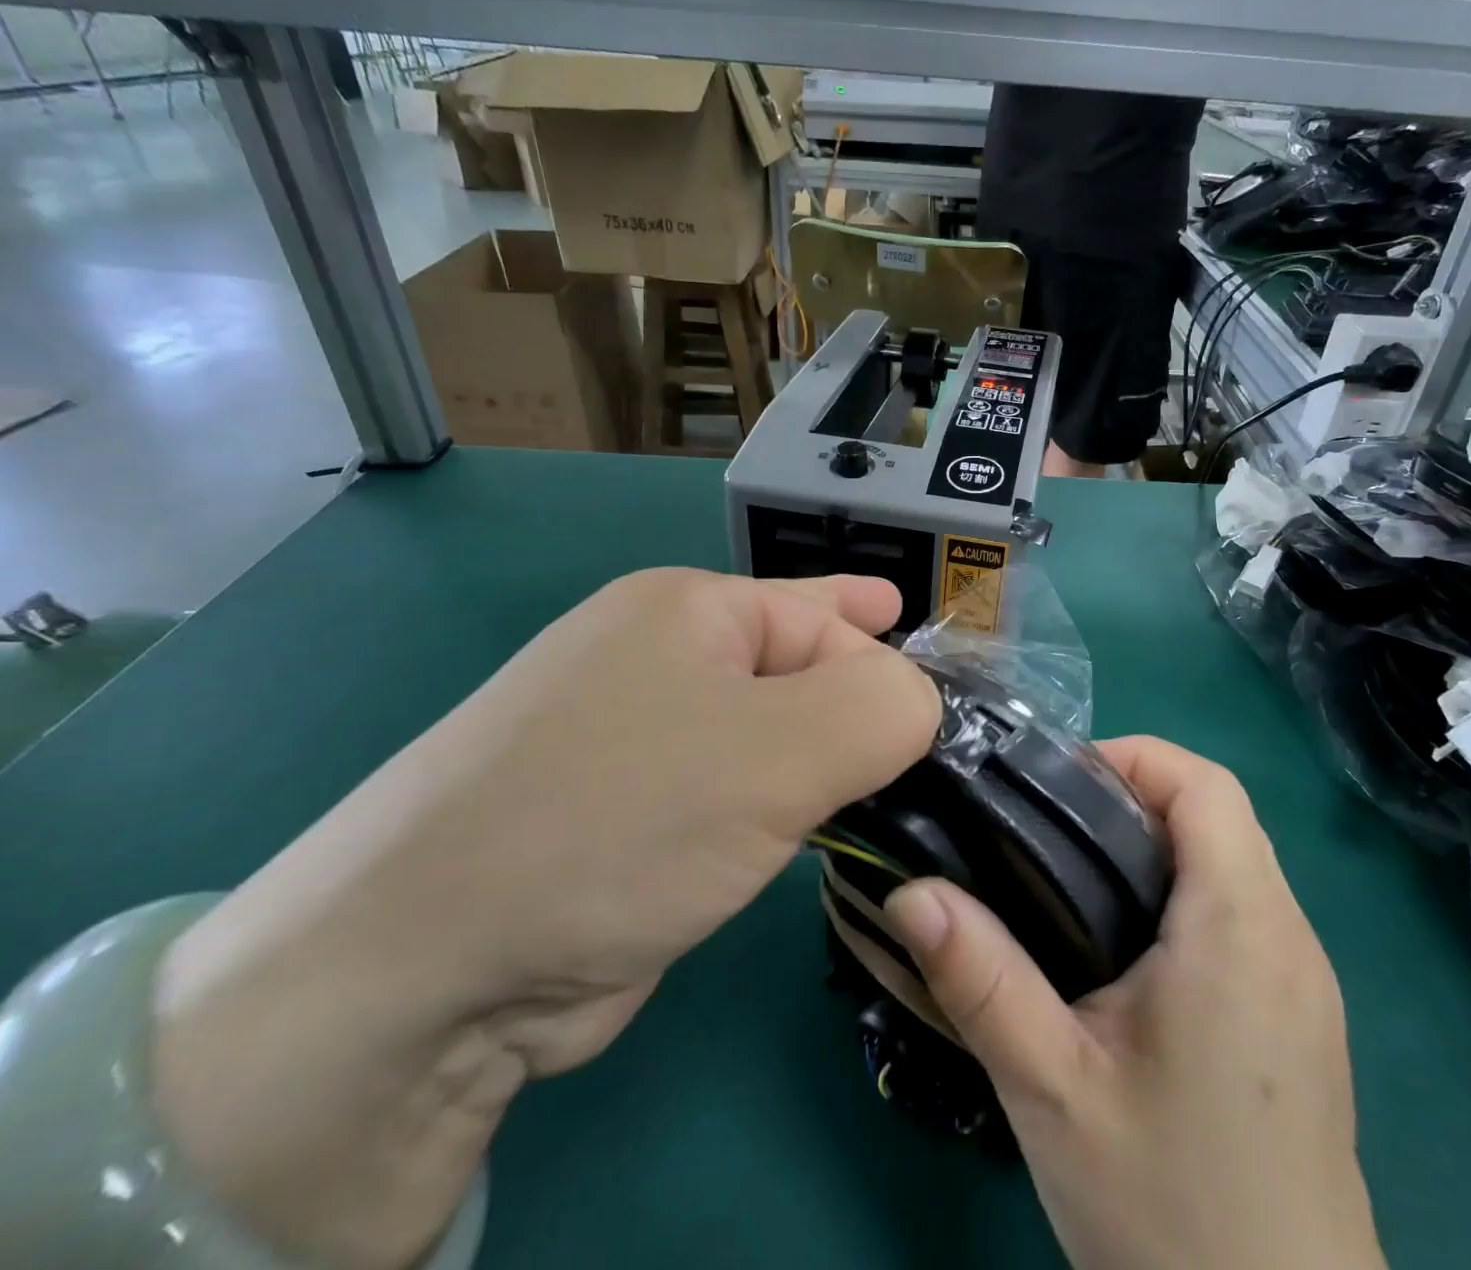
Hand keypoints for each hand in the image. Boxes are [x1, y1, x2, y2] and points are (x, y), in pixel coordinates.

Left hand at [153, 569, 941, 1269]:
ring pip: (764, 733)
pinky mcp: (623, 813)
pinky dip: (772, 808)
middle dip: (856, 704)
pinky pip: (729, 790)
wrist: (421, 973)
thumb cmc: (621, 820)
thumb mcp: (781, 751)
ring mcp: (631, 736)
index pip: (825, 616)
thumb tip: (919, 703)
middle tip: (917, 743)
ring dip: (814, 763)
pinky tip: (797, 828)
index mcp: (687, 609)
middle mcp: (655, 658)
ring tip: (868, 787)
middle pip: (794, 666)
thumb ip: (883, 708)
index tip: (938, 711)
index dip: (885, 658)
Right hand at [884, 737, 1385, 1269]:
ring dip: (1157, 846)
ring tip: (1071, 883)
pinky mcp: (1302, 1016)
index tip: (1057, 787)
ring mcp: (1305, 978)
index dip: (1133, 758)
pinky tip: (1126, 952)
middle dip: (1132, 799)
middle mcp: (1289, 934)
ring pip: (1232, 861)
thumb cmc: (1174, 1213)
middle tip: (1047, 834)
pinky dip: (1185, 893)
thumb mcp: (1054, 1090)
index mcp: (1240, 926)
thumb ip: (981, 980)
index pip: (1207, 784)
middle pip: (1218, 814)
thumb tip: (910, 890)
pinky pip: (1245, 912)